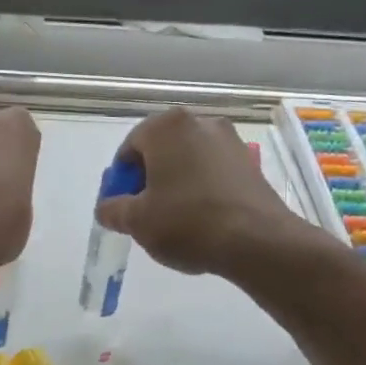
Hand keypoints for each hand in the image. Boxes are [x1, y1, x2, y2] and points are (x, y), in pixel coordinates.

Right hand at [96, 109, 297, 276]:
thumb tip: (107, 207)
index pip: (129, 149)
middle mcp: (199, 122)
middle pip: (160, 151)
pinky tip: (203, 219)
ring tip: (176, 219)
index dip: (122, 181)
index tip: (124, 208)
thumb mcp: (137, 221)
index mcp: (166, 127)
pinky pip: (212, 171)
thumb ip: (113, 209)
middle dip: (149, 180)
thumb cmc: (187, 223)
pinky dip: (201, 189)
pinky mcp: (250, 162)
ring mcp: (229, 140)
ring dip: (176, 184)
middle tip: (147, 214)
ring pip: (188, 161)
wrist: (258, 241)